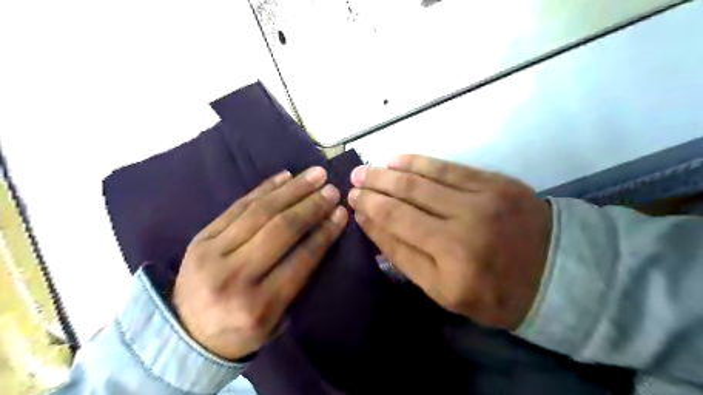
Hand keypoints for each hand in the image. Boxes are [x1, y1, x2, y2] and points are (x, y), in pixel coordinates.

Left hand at [173, 166, 348, 360]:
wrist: (186, 335)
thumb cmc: (240, 330)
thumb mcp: (276, 320)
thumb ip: (299, 282)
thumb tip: (323, 234)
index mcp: (258, 305)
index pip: (301, 259)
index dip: (324, 233)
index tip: (341, 213)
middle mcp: (235, 276)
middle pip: (280, 229)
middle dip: (311, 206)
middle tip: (332, 189)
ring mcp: (212, 253)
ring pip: (260, 211)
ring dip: (292, 190)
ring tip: (314, 175)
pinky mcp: (200, 237)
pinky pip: (237, 206)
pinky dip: (264, 188)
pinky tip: (284, 177)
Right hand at [348, 155, 551, 329]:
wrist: (557, 272)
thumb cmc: (494, 291)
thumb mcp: (443, 291)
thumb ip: (404, 257)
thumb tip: (371, 223)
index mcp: (451, 264)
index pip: (396, 227)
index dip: (370, 211)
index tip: (352, 202)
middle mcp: (463, 228)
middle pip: (405, 199)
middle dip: (373, 187)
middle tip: (353, 179)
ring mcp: (482, 200)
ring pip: (422, 180)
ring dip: (389, 172)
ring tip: (368, 169)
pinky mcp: (495, 182)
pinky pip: (448, 167)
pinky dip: (418, 161)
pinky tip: (397, 159)